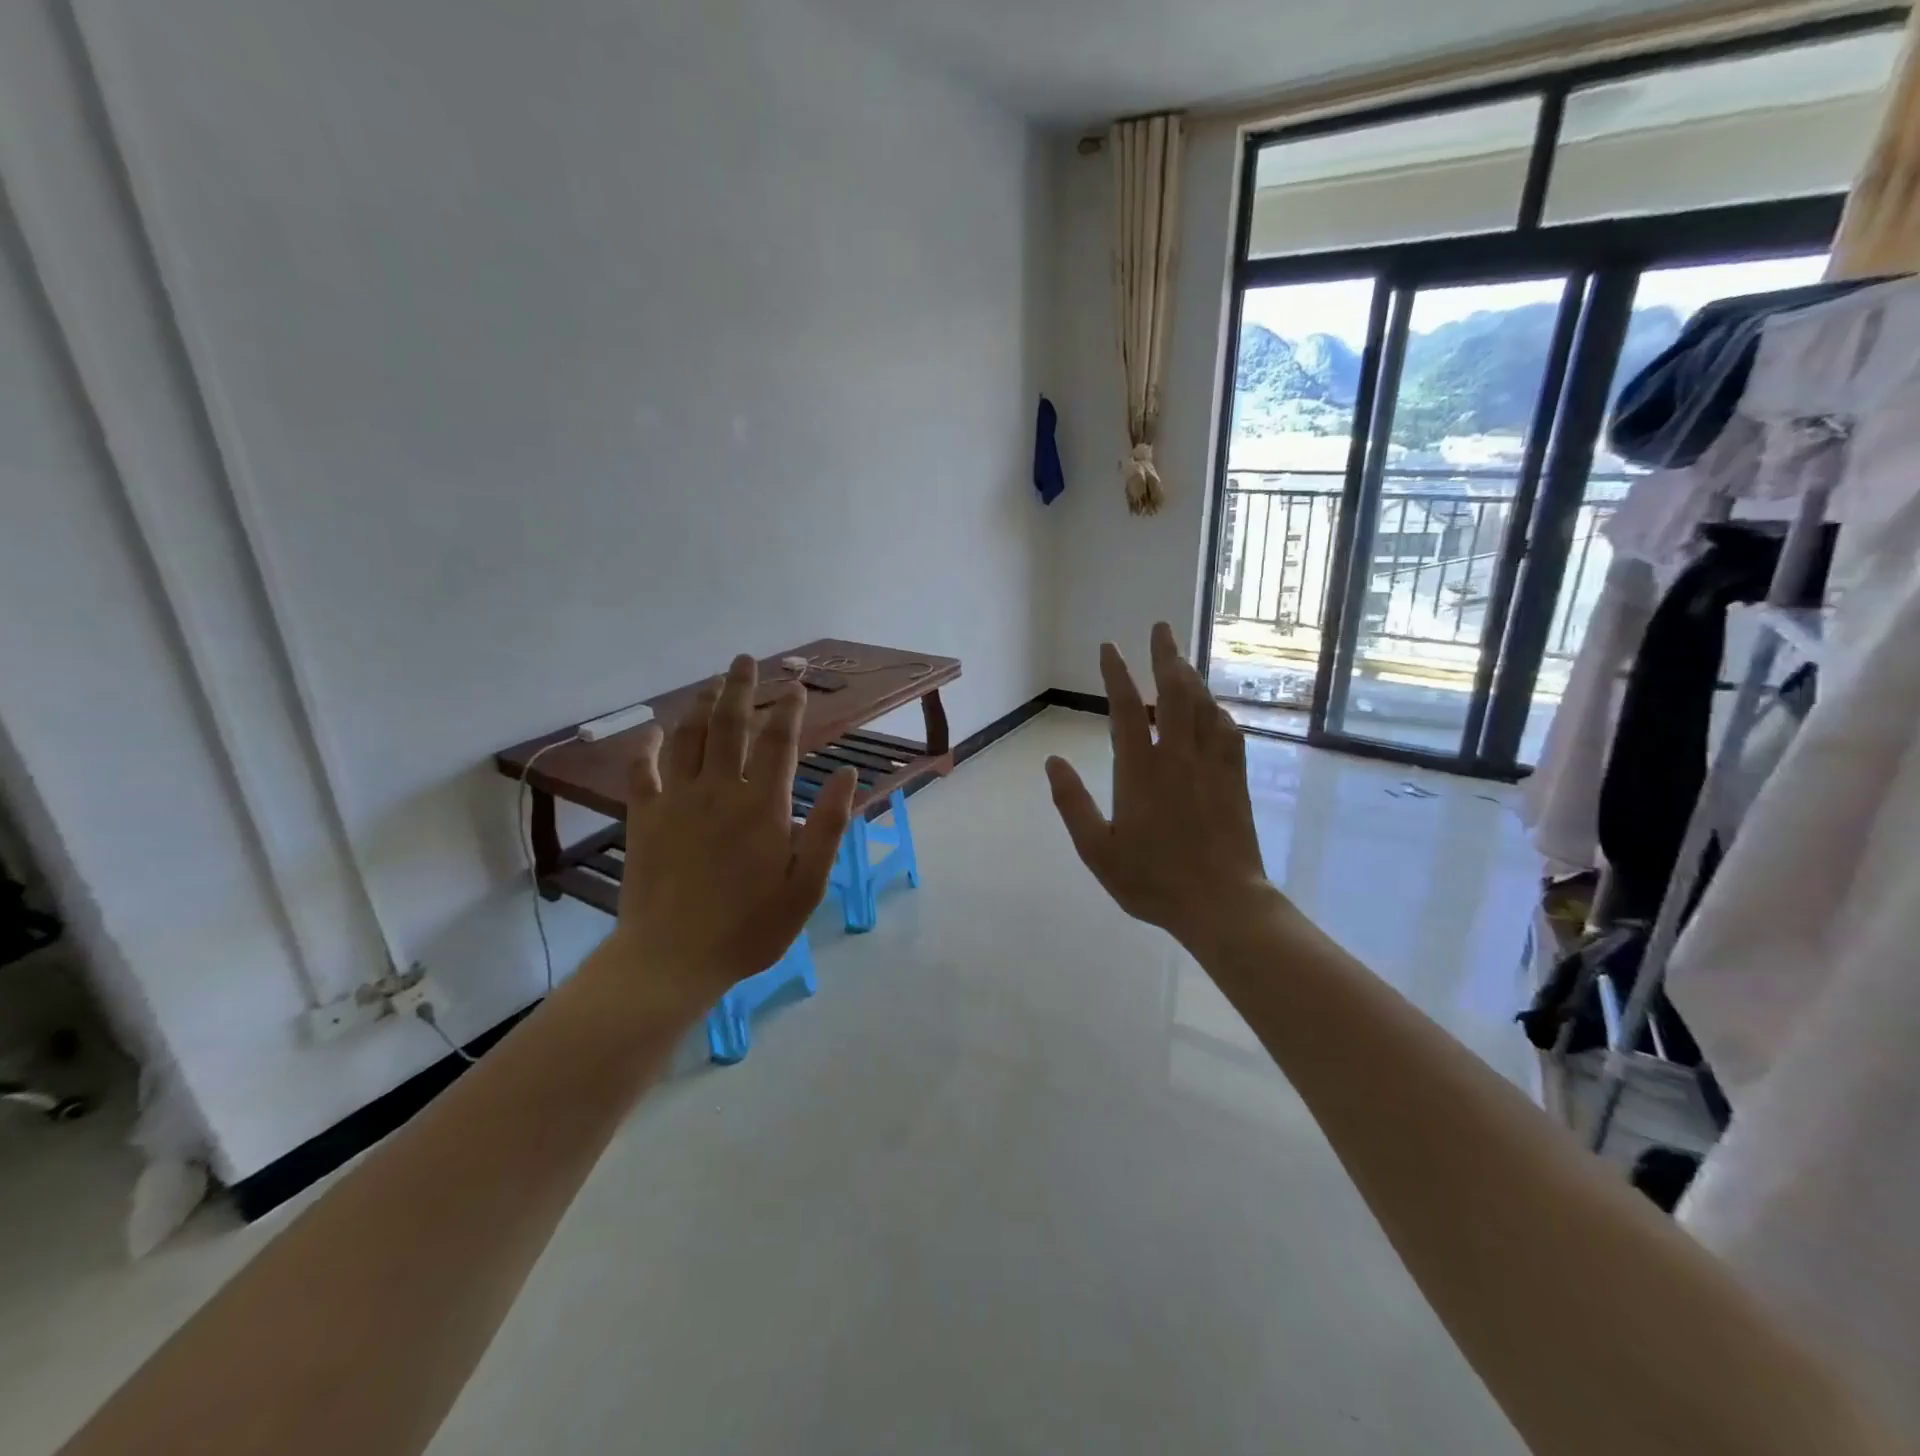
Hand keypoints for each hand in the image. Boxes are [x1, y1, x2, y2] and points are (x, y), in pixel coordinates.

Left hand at [607, 654, 856, 1004]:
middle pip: (730, 725)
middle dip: (741, 688)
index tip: (797, 685)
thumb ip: (827, 826)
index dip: (789, 709)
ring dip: (702, 705)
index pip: (779, 742)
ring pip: (689, 737)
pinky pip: (644, 770)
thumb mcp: (806, 885)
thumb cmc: (750, 927)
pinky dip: (650, 745)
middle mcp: (718, 790)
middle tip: (746, 660)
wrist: (672, 959)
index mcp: (762, 805)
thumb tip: (849, 775)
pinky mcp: (644, 818)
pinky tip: (656, 731)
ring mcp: (676, 800)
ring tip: (713, 684)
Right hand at [1045, 623, 1272, 949]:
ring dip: (1191, 676)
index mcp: (1140, 770)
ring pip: (1203, 706)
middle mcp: (1177, 756)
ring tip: (1181, 658)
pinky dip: (1216, 711)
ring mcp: (1211, 765)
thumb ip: (1072, 803)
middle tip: (1161, 627)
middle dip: (1165, 655)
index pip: (1127, 708)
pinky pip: (1227, 731)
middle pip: (1174, 692)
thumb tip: (1052, 762)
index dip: (1116, 674)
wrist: (1221, 903)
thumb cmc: (1152, 880)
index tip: (1110, 647)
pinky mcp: (1235, 779)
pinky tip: (1213, 709)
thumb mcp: (1097, 850)